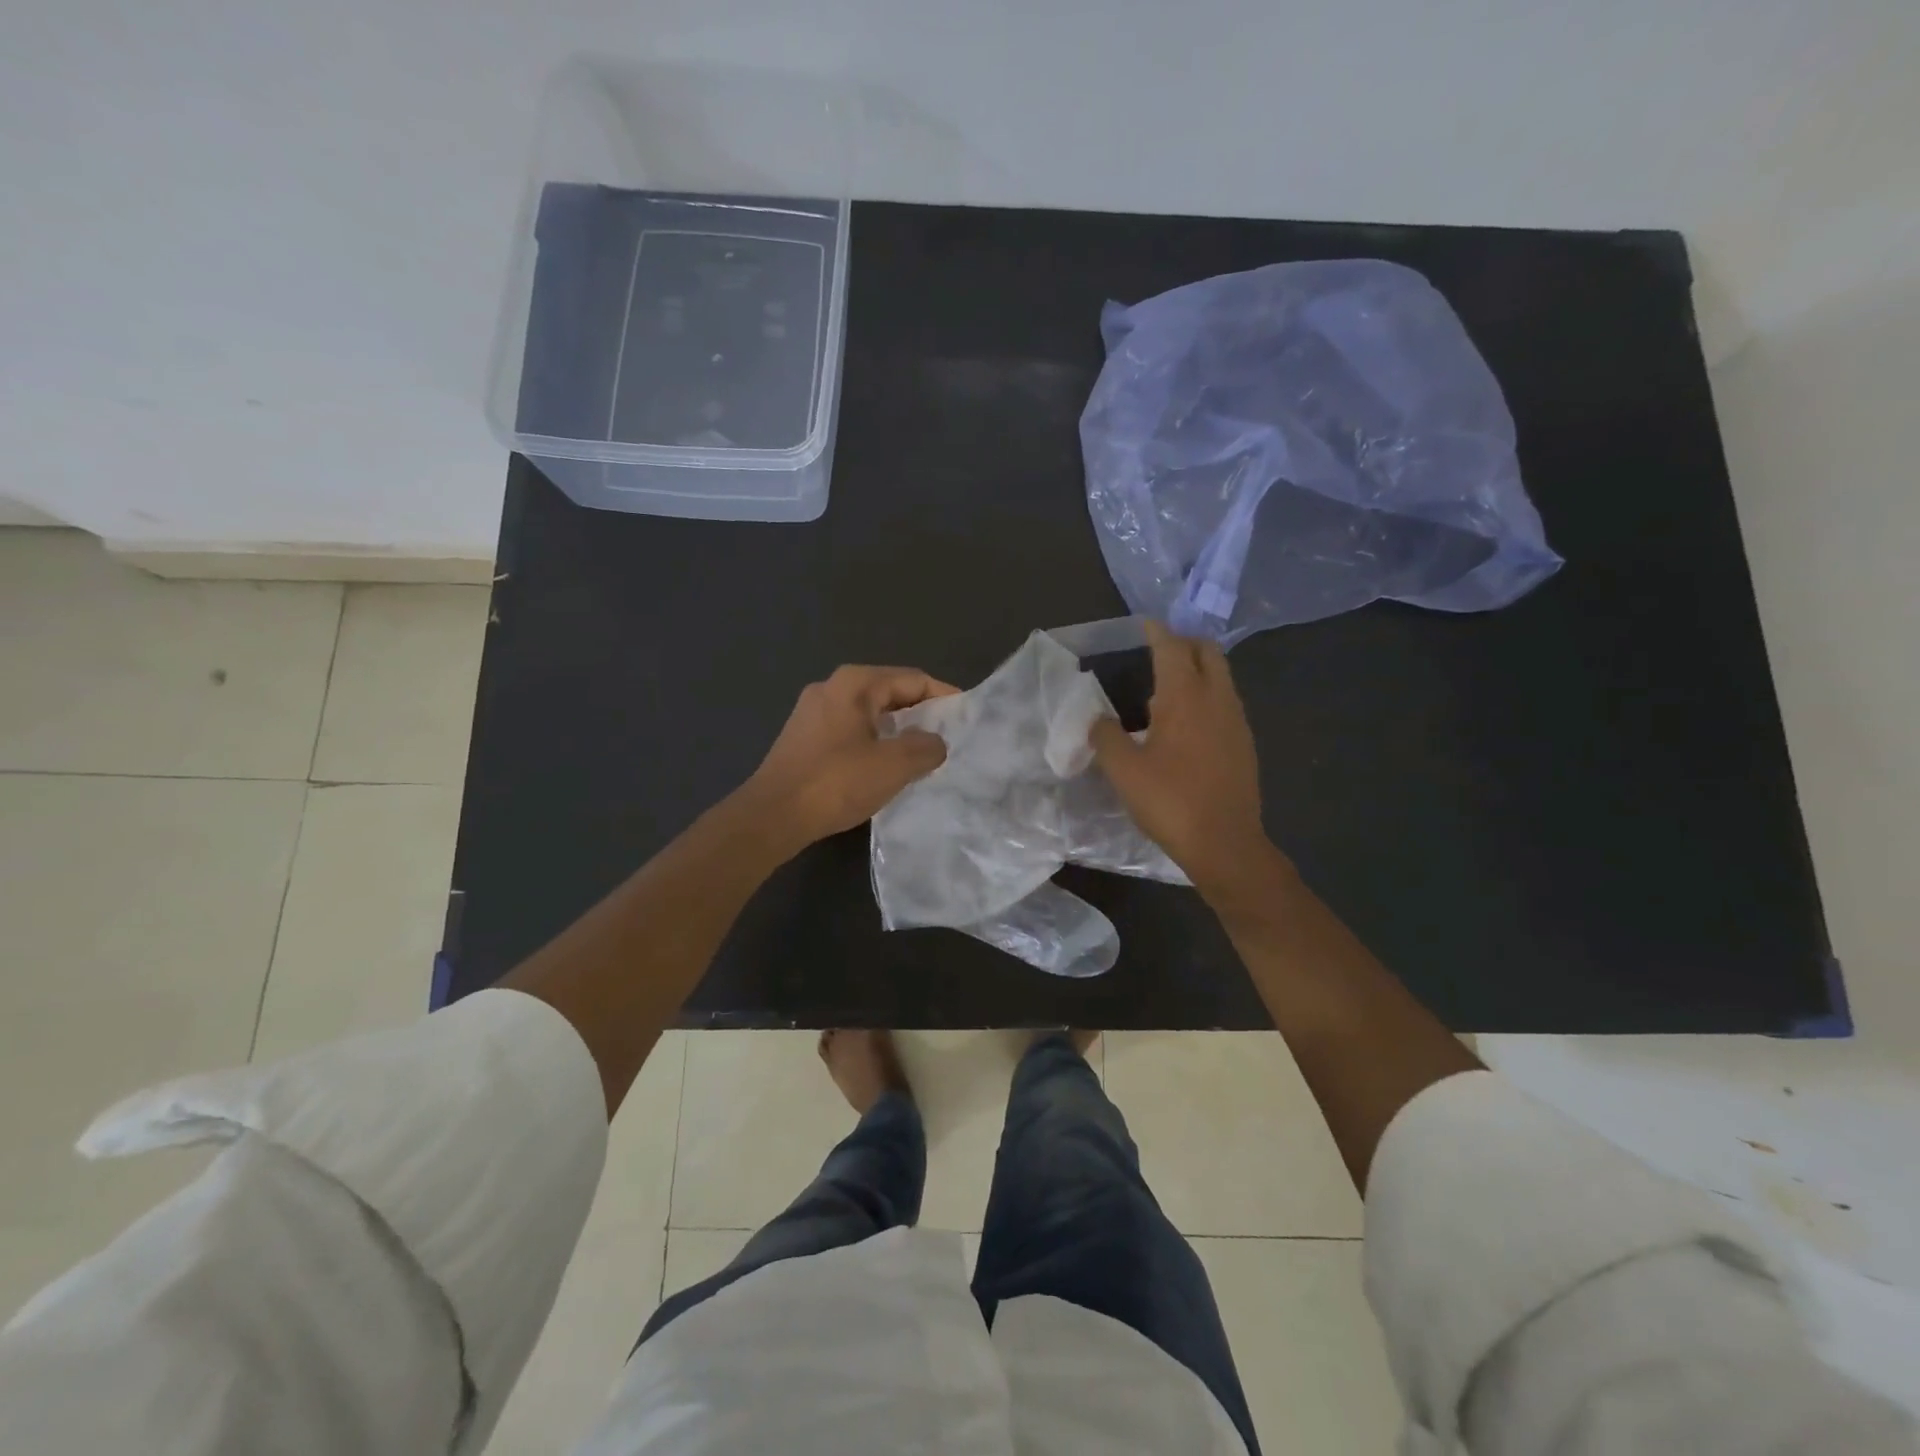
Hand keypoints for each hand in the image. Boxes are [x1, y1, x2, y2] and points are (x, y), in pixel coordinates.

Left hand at [745, 665, 957, 848]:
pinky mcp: (803, 738)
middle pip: (890, 693)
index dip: (944, 696)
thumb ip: (926, 748)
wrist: (772, 815)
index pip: (913, 679)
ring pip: (869, 715)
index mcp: (855, 683)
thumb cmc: (836, 782)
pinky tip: (883, 769)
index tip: (966, 718)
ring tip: (921, 756)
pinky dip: (873, 743)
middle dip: (921, 715)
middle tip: (948, 739)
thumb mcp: (894, 765)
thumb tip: (935, 743)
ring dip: (897, 732)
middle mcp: (832, 688)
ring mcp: (812, 713)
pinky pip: (850, 731)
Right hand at [1088, 622, 1273, 893]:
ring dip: (1197, 671)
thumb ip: (1105, 737)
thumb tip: (1097, 720)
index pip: (1172, 647)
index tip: (1144, 625)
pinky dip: (1207, 697)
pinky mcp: (1245, 744)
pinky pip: (1226, 703)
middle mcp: (1217, 699)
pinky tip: (1186, 725)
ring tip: (1166, 691)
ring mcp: (1237, 721)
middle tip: (1159, 651)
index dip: (1157, 632)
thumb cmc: (1170, 801)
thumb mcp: (1123, 770)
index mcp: (1185, 697)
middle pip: (1208, 652)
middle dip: (1184, 643)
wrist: (1225, 843)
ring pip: (1221, 677)